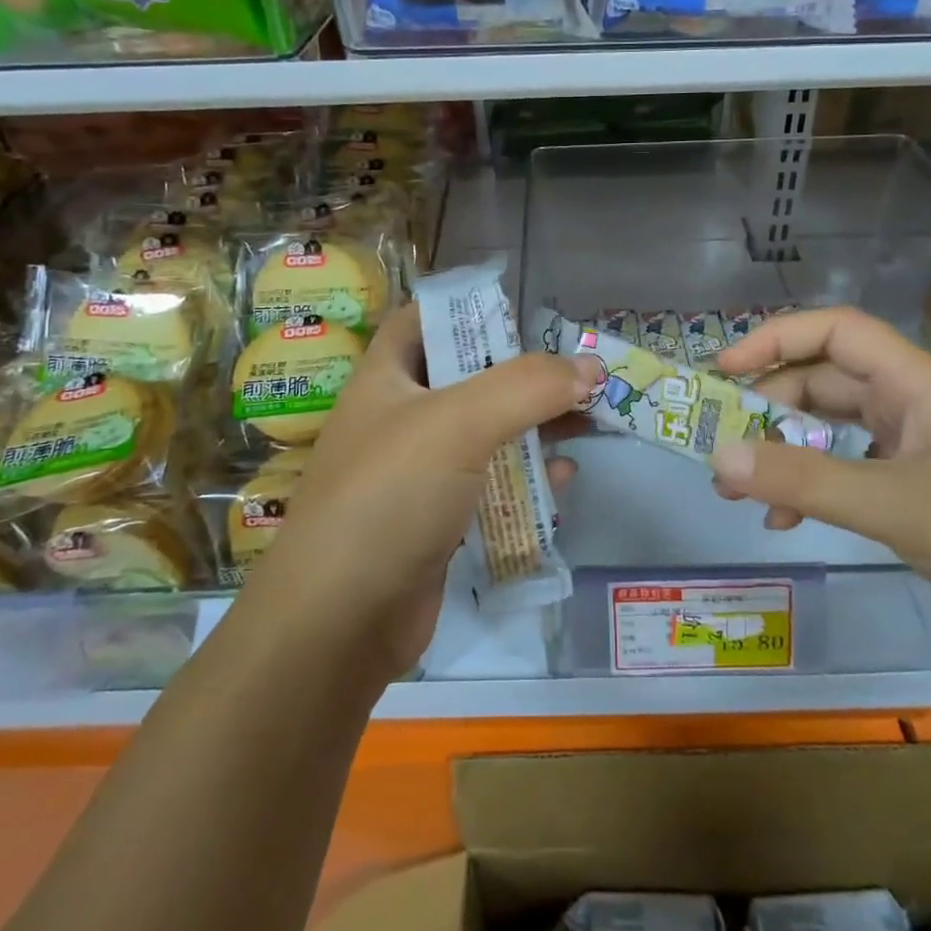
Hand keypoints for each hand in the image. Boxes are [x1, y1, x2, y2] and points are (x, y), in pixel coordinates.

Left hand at [245, 304, 597, 679]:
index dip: (469, 309)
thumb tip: (590, 366)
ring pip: (486, 433)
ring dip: (534, 425)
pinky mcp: (438, 521)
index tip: (525, 316)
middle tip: (579, 371)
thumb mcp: (458, 424)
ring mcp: (418, 473)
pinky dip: (526, 479)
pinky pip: (490, 486)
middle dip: (523, 373)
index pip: (424, 320)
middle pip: (469, 377)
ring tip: (589, 418)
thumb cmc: (390, 495)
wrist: (339, 621)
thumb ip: (527, 387)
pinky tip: (562, 480)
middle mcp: (400, 418)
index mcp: (386, 378)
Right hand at [710, 307, 930, 678]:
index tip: (723, 370)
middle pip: (827, 384)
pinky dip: (814, 492)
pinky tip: (786, 522)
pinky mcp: (924, 500)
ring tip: (739, 489)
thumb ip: (807, 479)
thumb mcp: (900, 505)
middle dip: (770, 408)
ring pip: (836, 434)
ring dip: (786, 453)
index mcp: (920, 386)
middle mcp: (917, 410)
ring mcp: (921, 455)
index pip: (838, 331)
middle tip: (722, 445)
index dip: (777, 338)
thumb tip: (722, 455)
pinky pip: (852, 478)